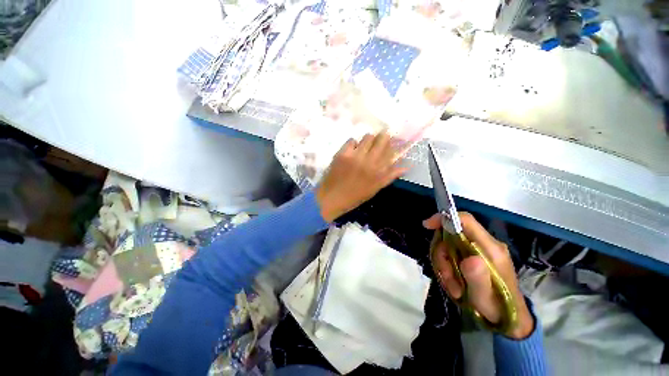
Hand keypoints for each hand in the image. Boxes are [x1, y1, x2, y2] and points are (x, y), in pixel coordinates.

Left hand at [316, 133, 407, 221]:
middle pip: (382, 139)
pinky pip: (352, 140)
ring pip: (368, 137)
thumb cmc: (355, 196)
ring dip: (368, 140)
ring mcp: (355, 156)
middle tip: (379, 141)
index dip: (392, 144)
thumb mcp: (375, 189)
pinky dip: (354, 144)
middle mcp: (369, 161)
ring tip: (364, 147)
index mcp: (379, 172)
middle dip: (383, 137)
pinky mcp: (343, 153)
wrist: (333, 197)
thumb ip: (390, 176)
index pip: (391, 150)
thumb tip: (405, 166)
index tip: (390, 143)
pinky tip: (352, 151)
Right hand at [423, 212, 534, 338]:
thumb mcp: (485, 298)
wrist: (508, 318)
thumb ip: (478, 278)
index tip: (427, 226)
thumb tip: (470, 259)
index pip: (465, 221)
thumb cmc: (498, 308)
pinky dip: (447, 268)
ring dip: (444, 266)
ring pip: (448, 246)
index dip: (444, 219)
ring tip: (453, 288)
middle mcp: (484, 244)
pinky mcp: (472, 256)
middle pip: (451, 235)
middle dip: (442, 255)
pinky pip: (451, 254)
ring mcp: (478, 250)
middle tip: (445, 277)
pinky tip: (454, 284)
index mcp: (490, 248)